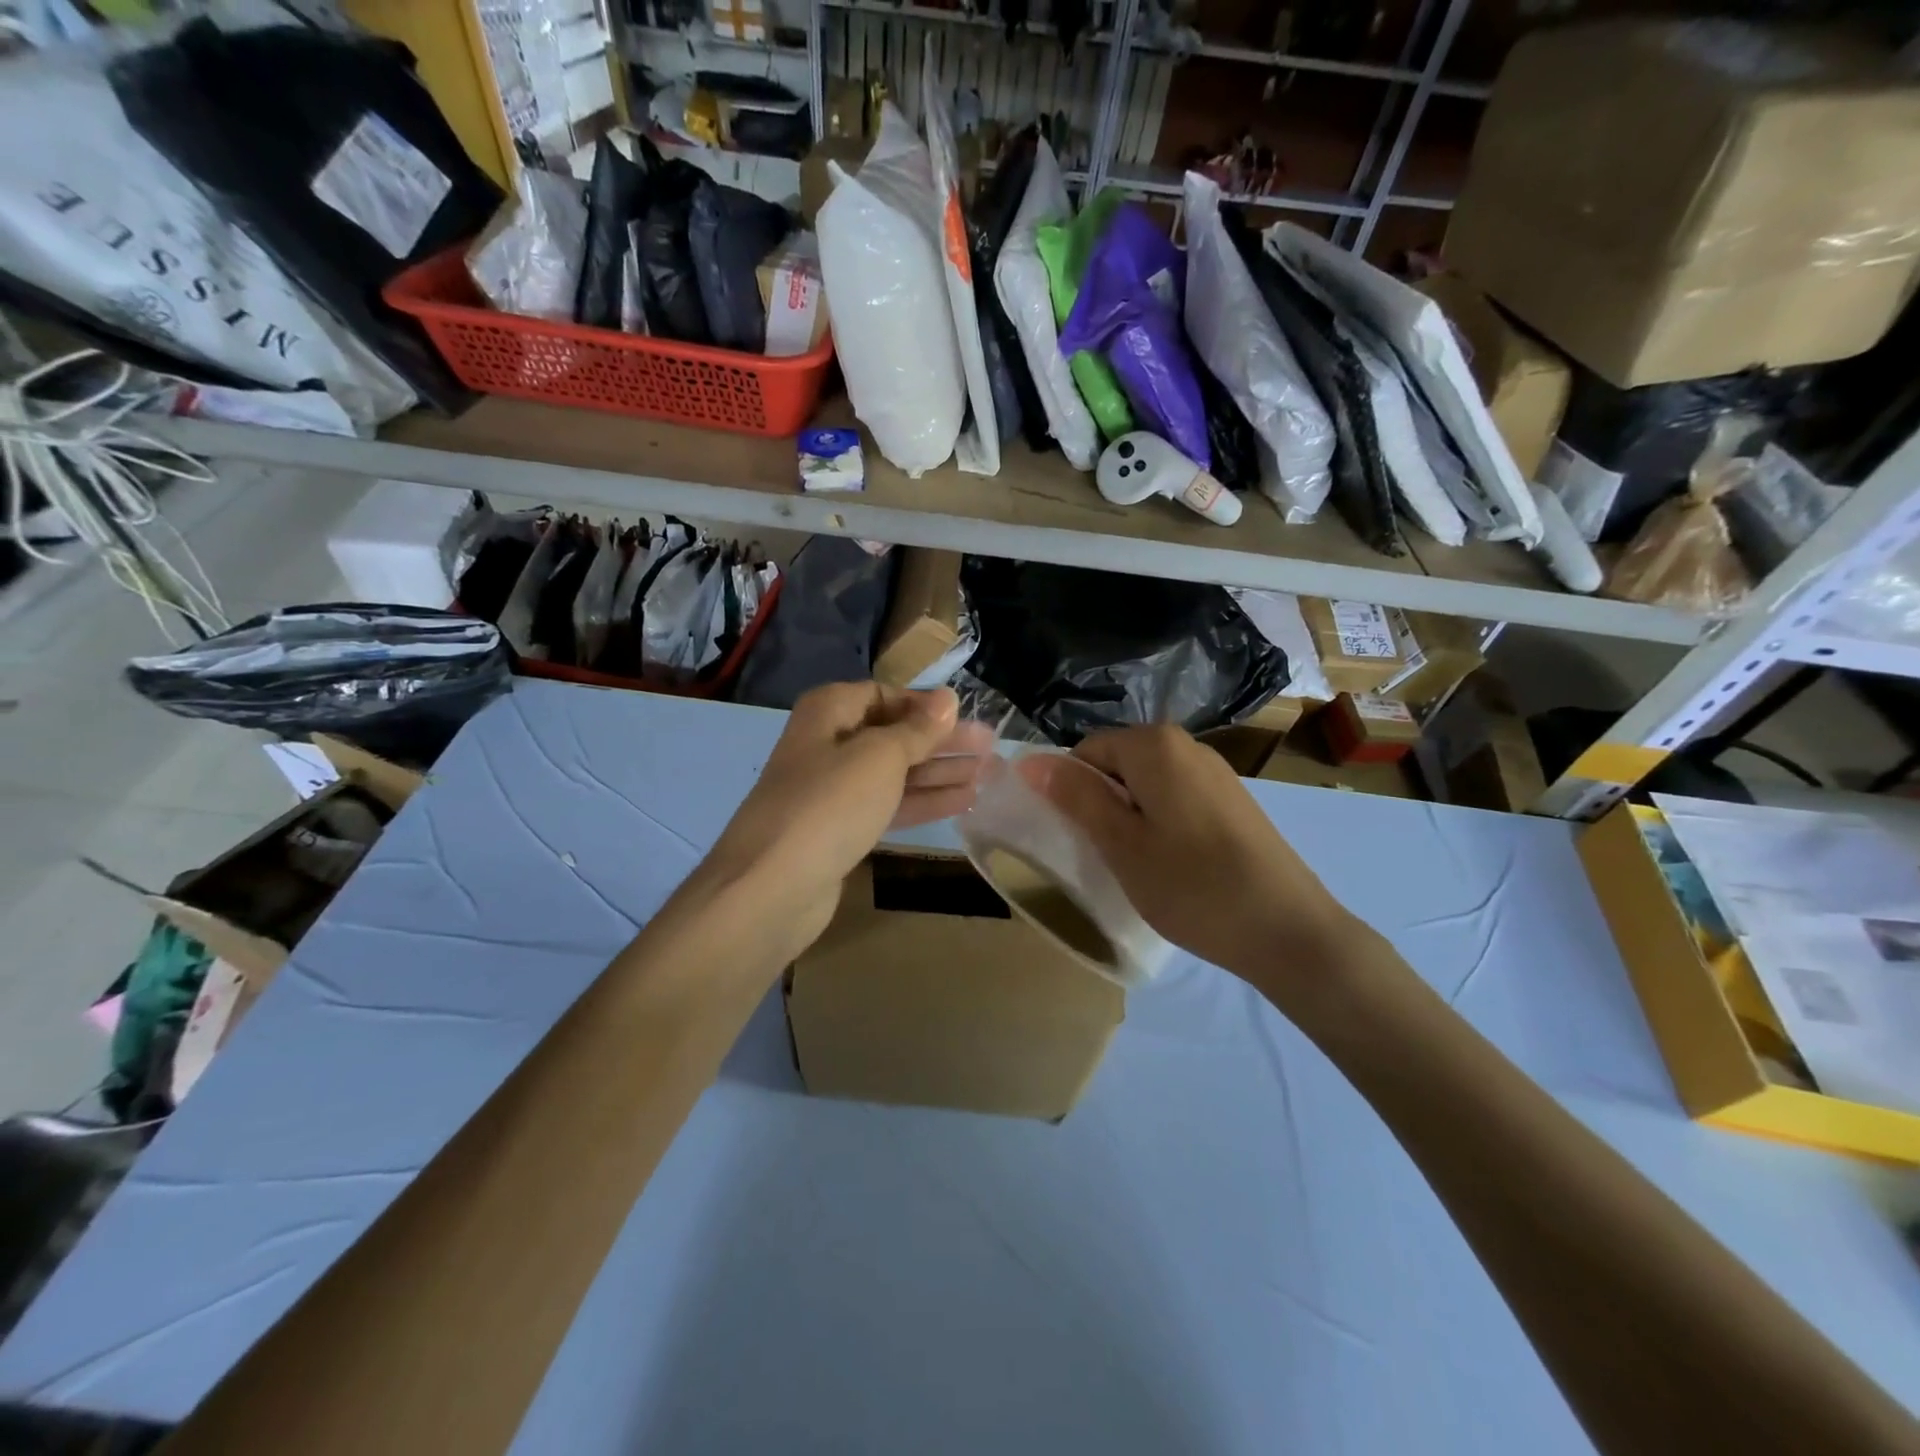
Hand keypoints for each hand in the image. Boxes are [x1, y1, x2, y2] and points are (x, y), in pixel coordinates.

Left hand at [693, 683, 995, 960]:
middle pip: (894, 735)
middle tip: (991, 748)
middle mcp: (828, 744)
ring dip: (939, 773)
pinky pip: (889, 806)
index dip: (925, 706)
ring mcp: (833, 790)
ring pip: (895, 773)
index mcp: (829, 712)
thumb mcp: (880, 756)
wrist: (773, 885)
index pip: (884, 696)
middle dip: (941, 742)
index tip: (966, 717)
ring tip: (988, 775)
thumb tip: (947, 698)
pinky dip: (923, 802)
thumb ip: (918, 729)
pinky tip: (963, 803)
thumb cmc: (830, 803)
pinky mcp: (841, 830)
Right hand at [1021, 725, 1353, 984]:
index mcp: (1155, 745)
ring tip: (1138, 864)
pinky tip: (1173, 864)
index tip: (1077, 837)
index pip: (1086, 751)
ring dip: (1130, 816)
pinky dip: (1160, 823)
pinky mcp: (1233, 800)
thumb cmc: (1193, 886)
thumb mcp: (1121, 844)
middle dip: (1101, 802)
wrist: (1288, 930)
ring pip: (1147, 783)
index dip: (1071, 791)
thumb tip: (1033, 762)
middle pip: (1118, 763)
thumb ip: (1077, 797)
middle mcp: (1187, 745)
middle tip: (1105, 854)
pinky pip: (1176, 798)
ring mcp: (1215, 772)